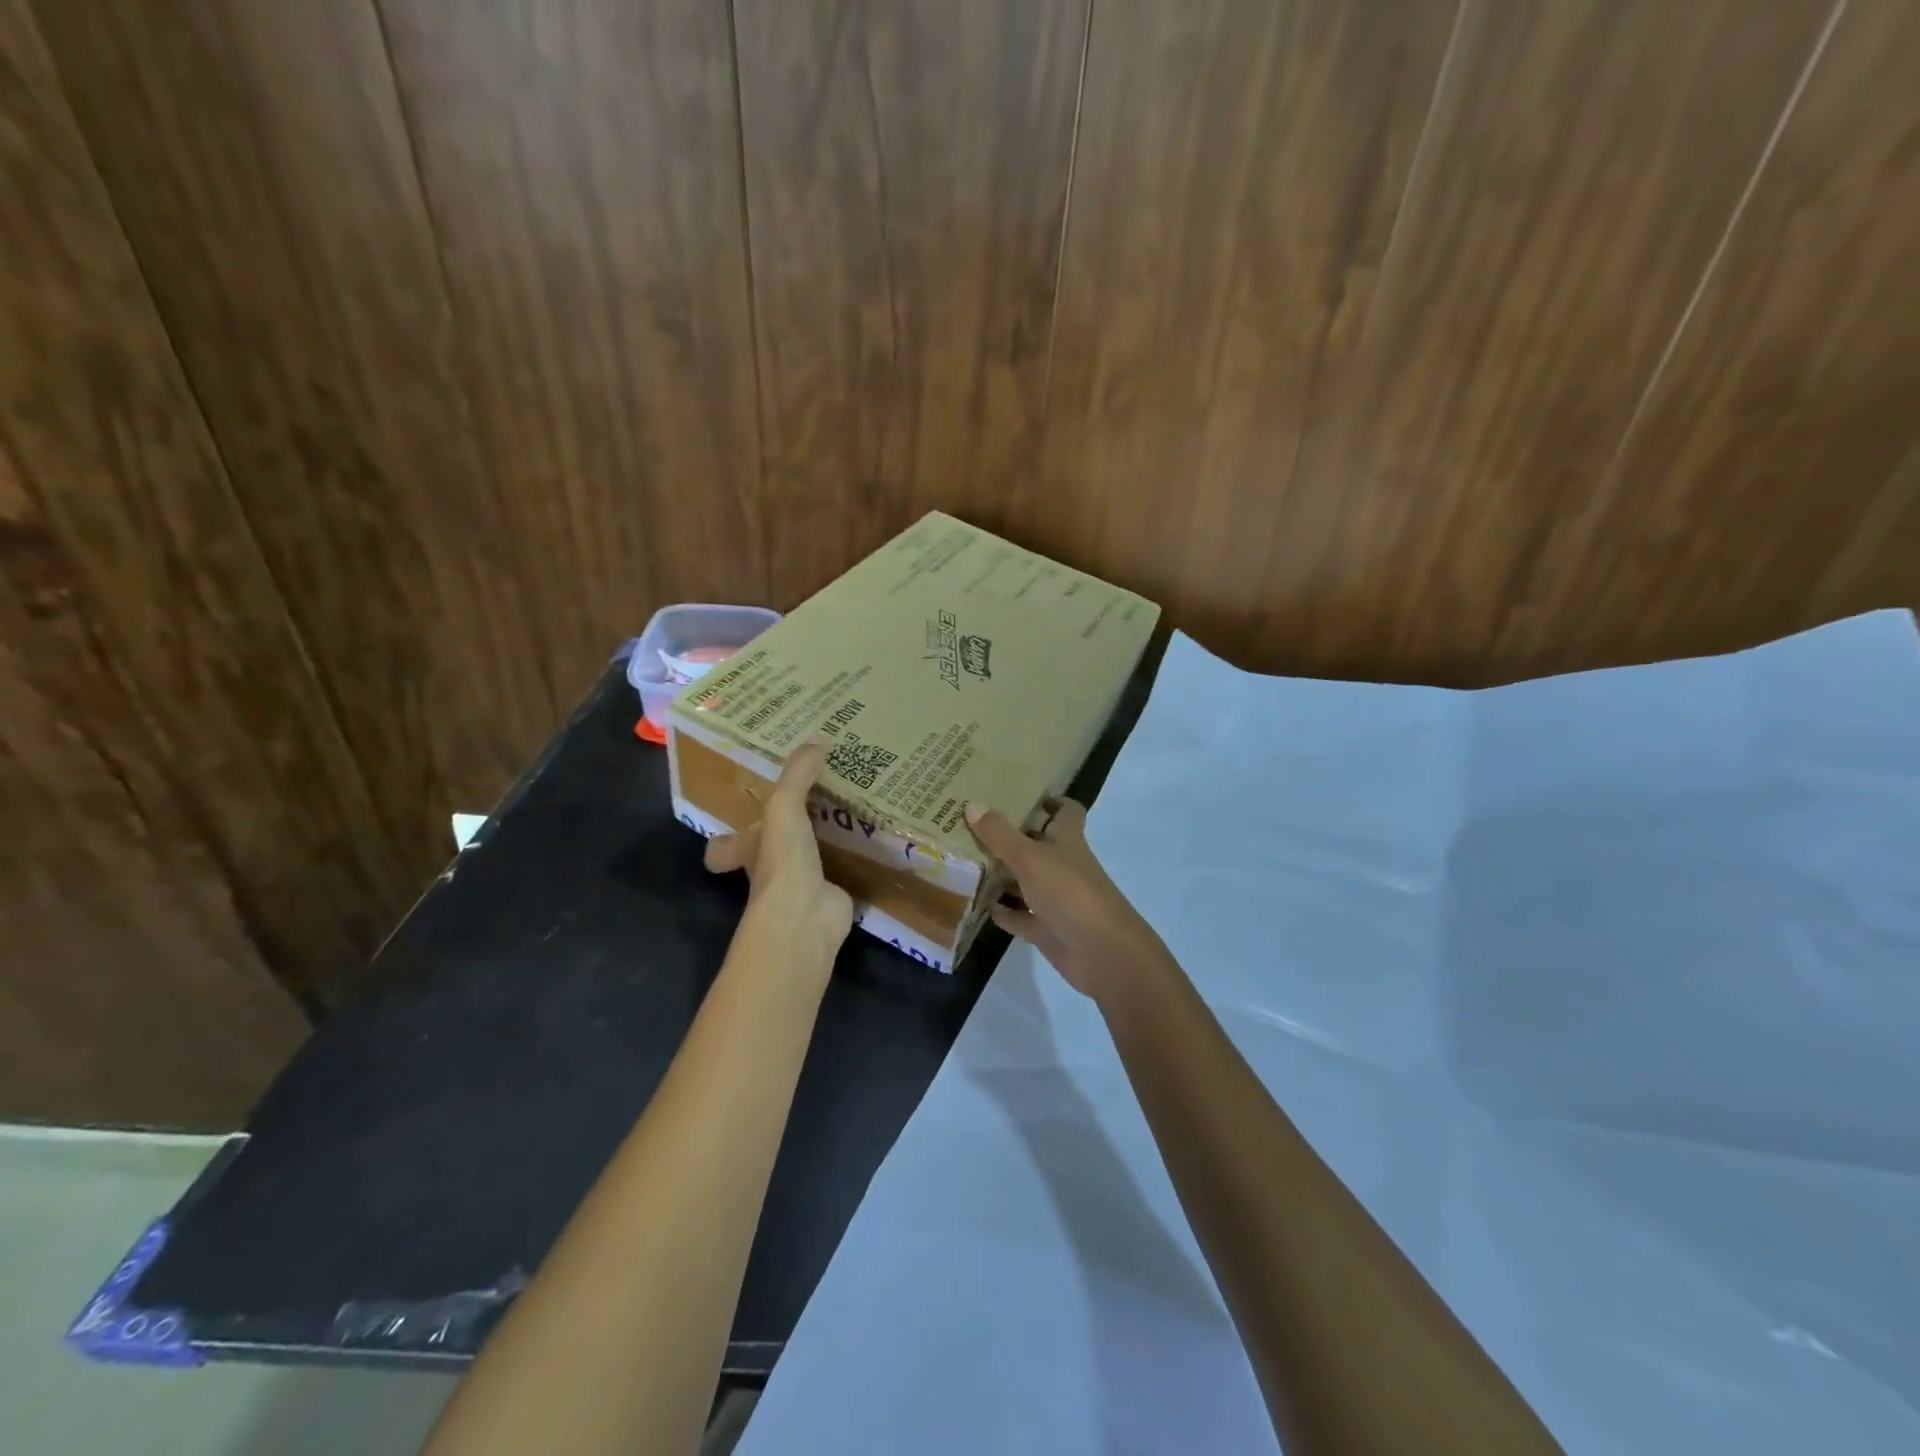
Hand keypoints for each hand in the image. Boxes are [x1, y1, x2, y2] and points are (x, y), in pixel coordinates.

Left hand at [705, 742, 854, 963]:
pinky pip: (843, 874)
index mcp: (749, 850)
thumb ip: (798, 773)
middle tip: (813, 804)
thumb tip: (818, 738)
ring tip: (850, 813)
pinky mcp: (832, 897)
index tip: (740, 821)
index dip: (727, 840)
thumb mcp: (784, 806)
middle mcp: (770, 870)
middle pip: (770, 852)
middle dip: (785, 835)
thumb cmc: (782, 859)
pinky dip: (855, 862)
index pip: (725, 847)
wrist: (806, 915)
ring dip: (825, 843)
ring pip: (809, 860)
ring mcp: (801, 886)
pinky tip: (872, 843)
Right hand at [965, 799, 1172, 1001]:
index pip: (1066, 811)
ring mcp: (1055, 899)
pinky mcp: (1047, 929)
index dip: (1049, 801)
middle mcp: (1063, 865)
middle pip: (1036, 845)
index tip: (1019, 793)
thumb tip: (972, 804)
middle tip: (970, 824)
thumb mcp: (1030, 857)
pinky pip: (1019, 916)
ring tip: (963, 861)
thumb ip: (1000, 834)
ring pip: (1024, 881)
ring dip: (1000, 875)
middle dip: (1008, 837)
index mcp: (1067, 840)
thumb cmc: (1070, 892)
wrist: (1102, 953)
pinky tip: (976, 903)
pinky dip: (1001, 911)